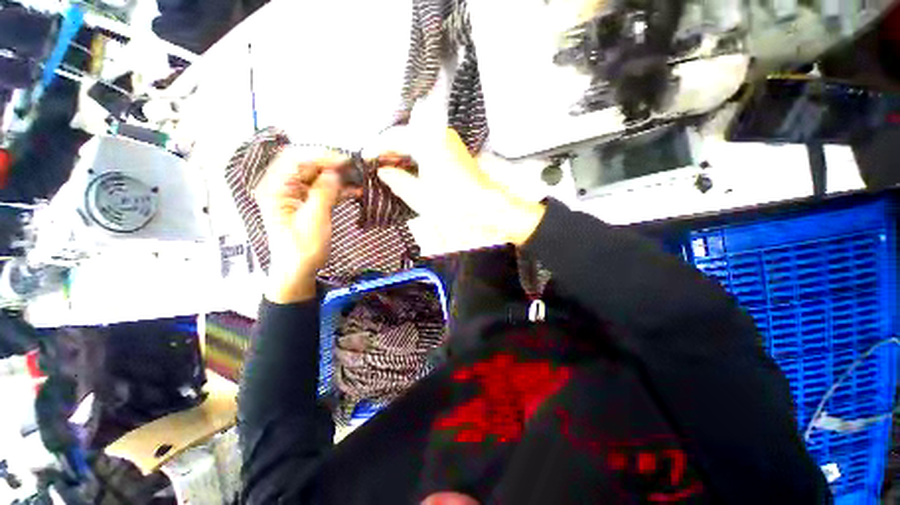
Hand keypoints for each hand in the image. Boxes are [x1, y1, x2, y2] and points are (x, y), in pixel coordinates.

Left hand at [253, 148, 349, 303]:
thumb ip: (324, 192)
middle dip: (331, 164)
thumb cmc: (302, 247)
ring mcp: (296, 195)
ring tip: (359, 178)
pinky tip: (356, 191)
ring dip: (338, 177)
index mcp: (276, 187)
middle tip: (355, 167)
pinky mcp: (308, 203)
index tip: (345, 160)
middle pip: (307, 165)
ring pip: (318, 177)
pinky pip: (324, 190)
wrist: (298, 270)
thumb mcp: (314, 219)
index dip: (320, 155)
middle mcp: (283, 187)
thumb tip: (334, 172)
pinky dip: (339, 190)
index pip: (295, 158)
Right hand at [369, 127, 545, 246]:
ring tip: (390, 167)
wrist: (485, 209)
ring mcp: (449, 140)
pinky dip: (417, 154)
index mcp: (427, 141)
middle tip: (376, 164)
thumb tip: (383, 171)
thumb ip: (397, 180)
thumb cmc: (453, 204)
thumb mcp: (420, 196)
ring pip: (417, 139)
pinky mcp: (455, 150)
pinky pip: (428, 145)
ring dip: (403, 151)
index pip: (394, 137)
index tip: (364, 158)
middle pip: (406, 134)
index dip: (376, 148)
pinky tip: (410, 167)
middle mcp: (439, 133)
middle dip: (389, 148)